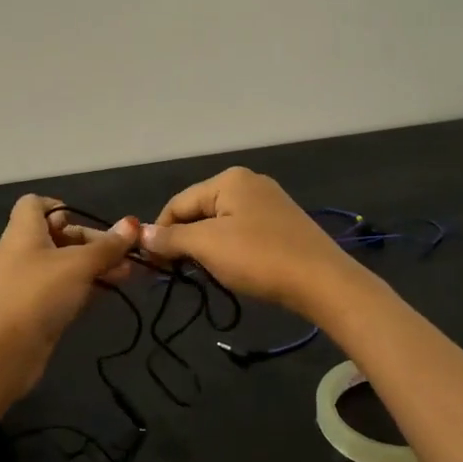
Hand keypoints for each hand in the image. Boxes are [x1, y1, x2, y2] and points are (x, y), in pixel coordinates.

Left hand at [0, 194, 137, 385]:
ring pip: (65, 265)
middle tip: (125, 254)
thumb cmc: (38, 295)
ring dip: (95, 266)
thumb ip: (107, 246)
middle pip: (59, 235)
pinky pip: (64, 289)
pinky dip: (85, 287)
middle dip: (93, 242)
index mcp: (24, 232)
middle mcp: (23, 252)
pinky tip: (111, 292)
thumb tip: (133, 223)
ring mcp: (28, 282)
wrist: (4, 353)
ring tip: (129, 274)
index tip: (88, 220)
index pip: (35, 204)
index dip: (62, 206)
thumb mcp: (78, 265)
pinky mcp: (36, 309)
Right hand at [138, 167, 360, 316]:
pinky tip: (234, 268)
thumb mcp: (207, 246)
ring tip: (207, 272)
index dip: (160, 233)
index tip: (153, 264)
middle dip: (185, 240)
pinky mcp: (283, 224)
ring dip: (207, 247)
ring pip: (220, 223)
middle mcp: (249, 182)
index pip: (178, 203)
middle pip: (199, 210)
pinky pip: (242, 232)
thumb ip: (171, 238)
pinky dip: (230, 249)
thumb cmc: (258, 257)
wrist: (322, 281)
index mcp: (228, 179)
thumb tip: (140, 233)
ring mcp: (269, 202)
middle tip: (180, 271)